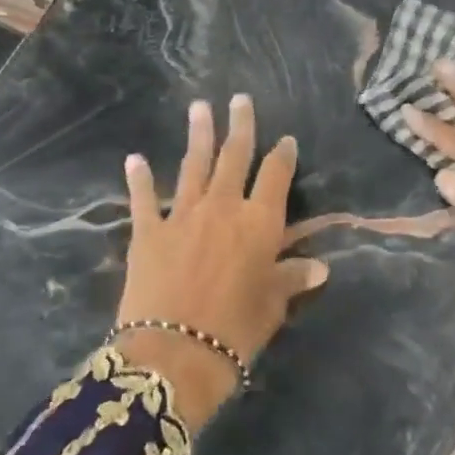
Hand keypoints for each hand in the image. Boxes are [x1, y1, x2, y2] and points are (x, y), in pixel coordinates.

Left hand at [117, 94, 327, 430]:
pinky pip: (143, 198)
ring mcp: (183, 215)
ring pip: (194, 165)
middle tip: (239, 99)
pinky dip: (139, 178)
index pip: (276, 176)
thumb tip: (320, 267)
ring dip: (198, 135)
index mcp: (259, 222)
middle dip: (240, 126)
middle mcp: (223, 207)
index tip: (286, 140)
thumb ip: (292, 278)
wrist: (172, 355)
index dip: (283, 155)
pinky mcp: (148, 232)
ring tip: (199, 107)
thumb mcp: (272, 306)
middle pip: (234, 156)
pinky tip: (135, 158)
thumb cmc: (235, 331)